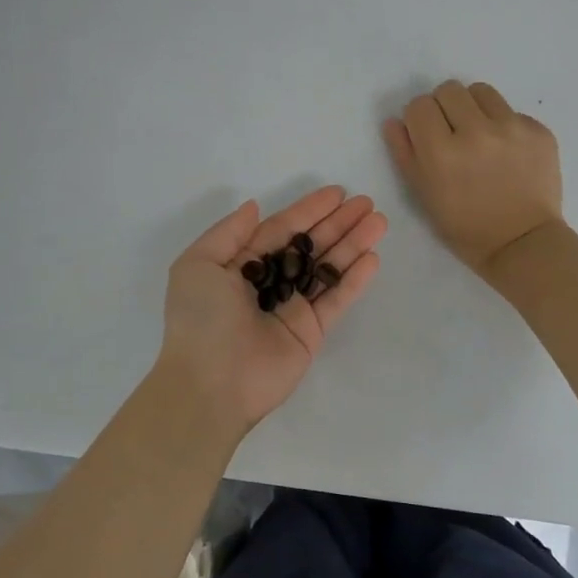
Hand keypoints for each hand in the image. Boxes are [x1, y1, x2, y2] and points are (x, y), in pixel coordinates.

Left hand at [158, 186, 386, 435]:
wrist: (211, 384)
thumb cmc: (200, 319)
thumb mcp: (198, 265)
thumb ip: (229, 233)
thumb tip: (254, 207)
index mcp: (240, 265)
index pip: (281, 230)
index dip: (309, 210)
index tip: (338, 193)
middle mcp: (269, 283)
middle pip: (310, 246)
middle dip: (338, 223)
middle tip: (367, 204)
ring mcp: (292, 308)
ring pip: (327, 269)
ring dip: (353, 245)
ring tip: (379, 222)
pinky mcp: (311, 333)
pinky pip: (336, 300)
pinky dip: (354, 280)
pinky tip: (373, 258)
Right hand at [384, 80, 562, 276]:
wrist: (523, 243)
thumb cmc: (465, 227)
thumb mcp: (424, 195)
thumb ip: (405, 153)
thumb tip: (395, 121)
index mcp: (442, 151)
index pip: (419, 105)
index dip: (419, 119)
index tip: (427, 135)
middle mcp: (476, 131)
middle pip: (449, 89)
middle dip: (444, 108)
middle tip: (452, 133)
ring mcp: (512, 128)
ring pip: (481, 92)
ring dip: (474, 108)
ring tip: (479, 136)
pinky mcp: (539, 131)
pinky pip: (512, 112)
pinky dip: (504, 126)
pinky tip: (507, 153)